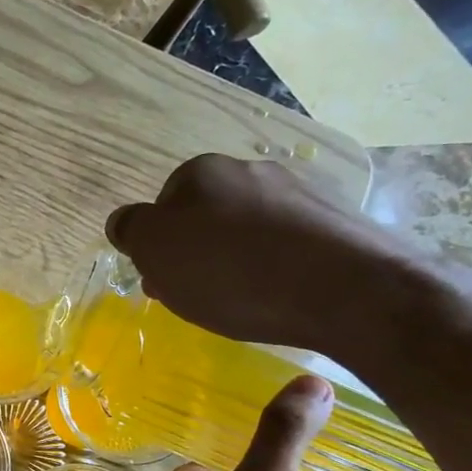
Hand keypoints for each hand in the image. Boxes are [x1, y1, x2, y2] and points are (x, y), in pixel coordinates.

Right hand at [106, 154, 424, 355]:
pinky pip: (290, 244)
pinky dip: (279, 266)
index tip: (165, 281)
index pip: (162, 206)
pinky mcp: (340, 220)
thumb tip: (125, 221)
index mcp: (202, 172)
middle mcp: (251, 170)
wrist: (347, 289)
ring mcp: (301, 191)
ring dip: (238, 258)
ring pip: (249, 229)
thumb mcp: (155, 251)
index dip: (159, 246)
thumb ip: (131, 230)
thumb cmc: (231, 271)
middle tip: (200, 295)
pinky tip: (283, 295)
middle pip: (207, 215)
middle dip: (198, 252)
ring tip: (245, 301)